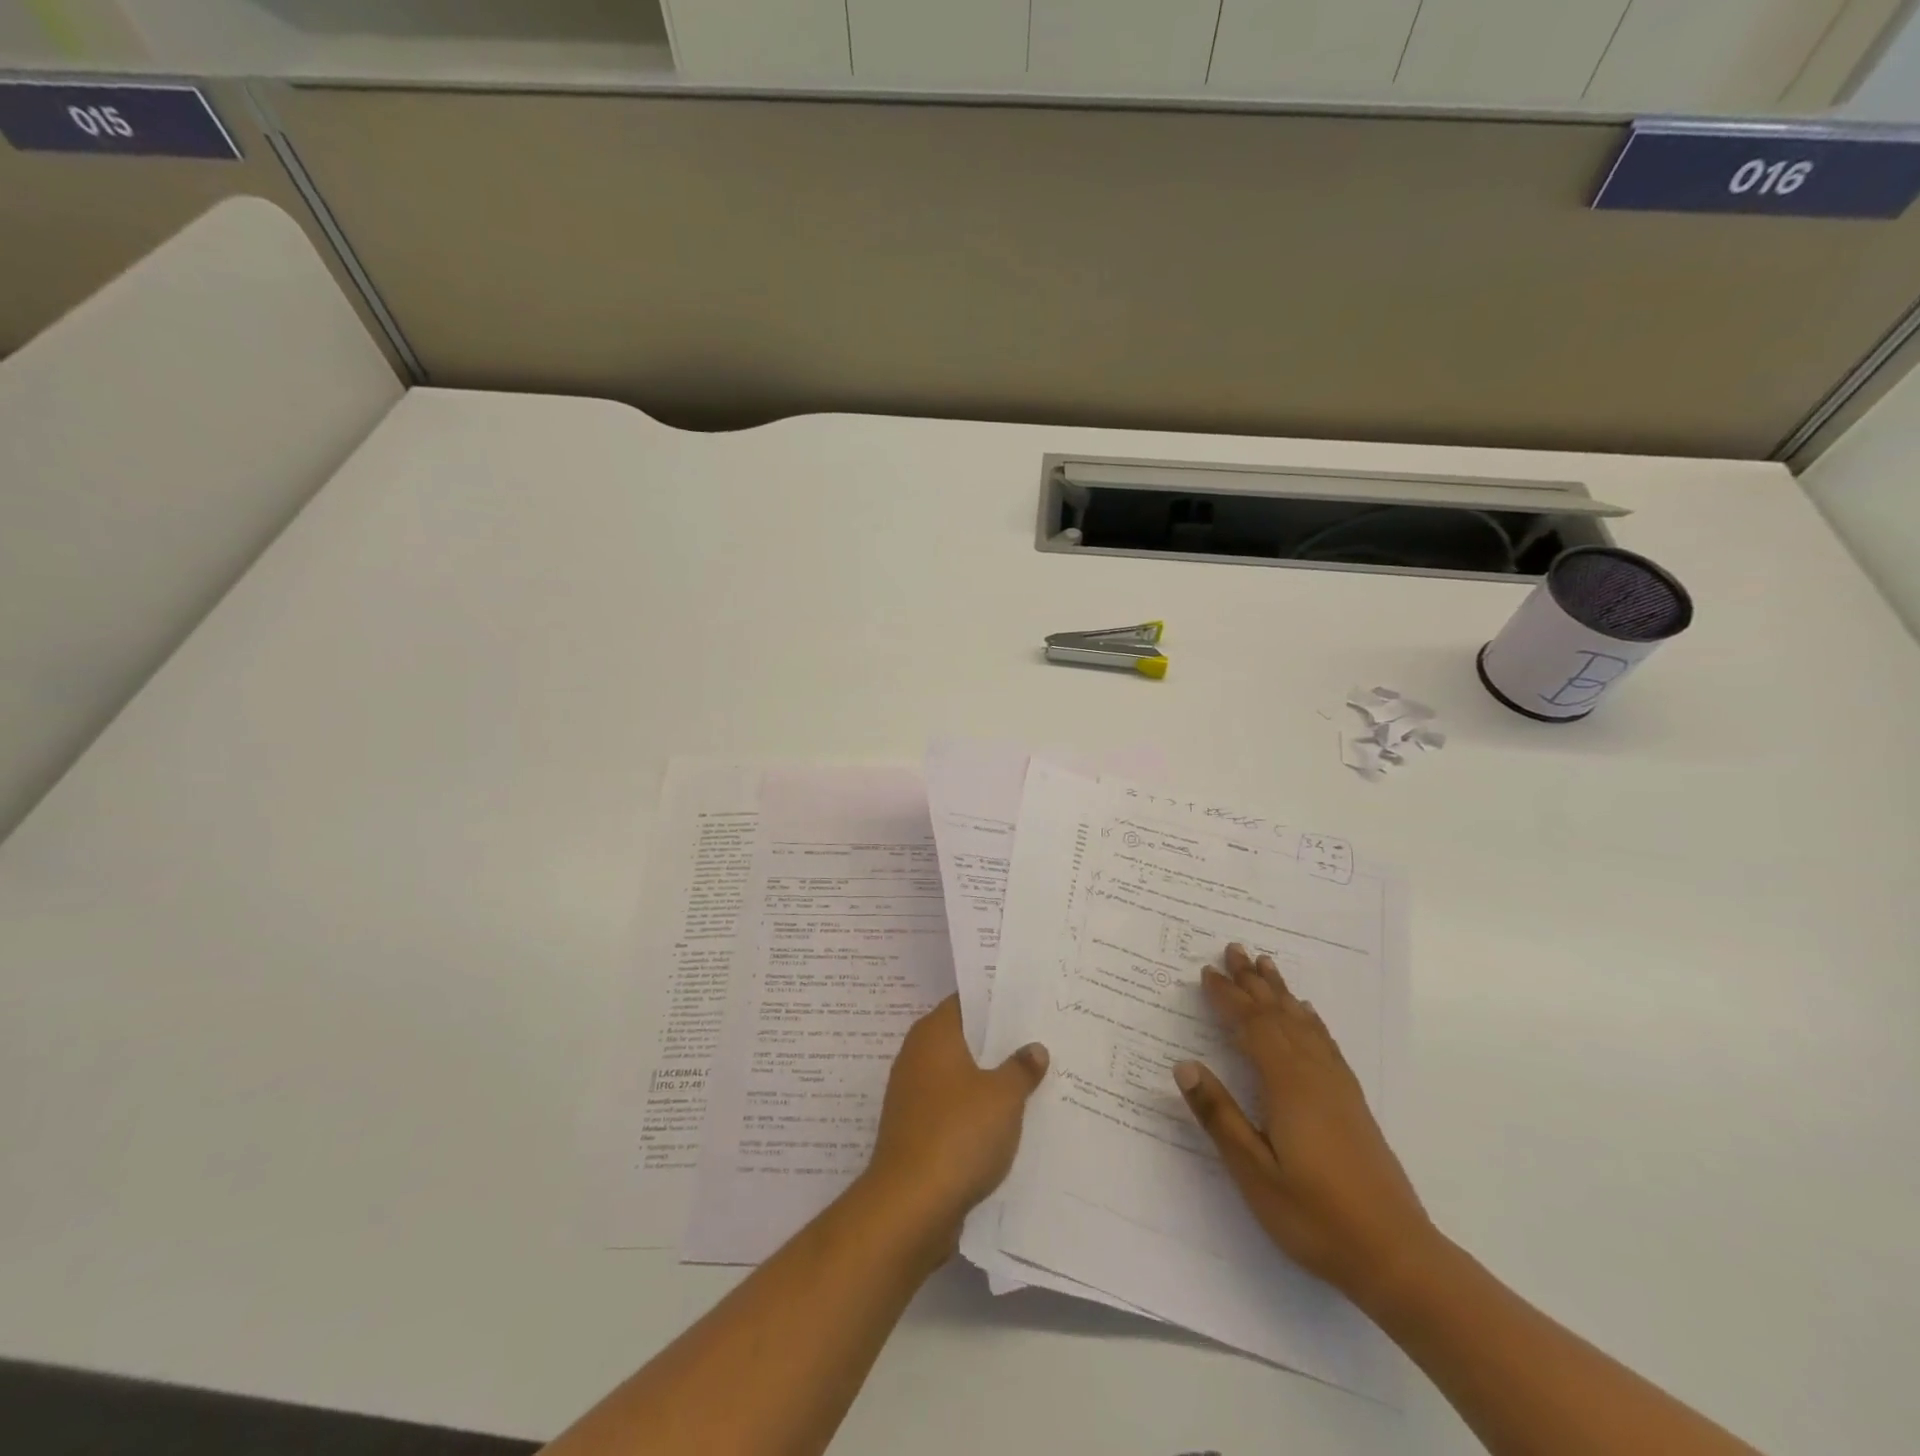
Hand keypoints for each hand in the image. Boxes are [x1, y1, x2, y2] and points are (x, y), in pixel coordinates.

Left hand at [863, 996, 1049, 1250]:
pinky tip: (1007, 1123)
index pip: (966, 1001)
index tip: (1027, 1002)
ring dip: (988, 1081)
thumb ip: (1021, 1068)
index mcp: (934, 1034)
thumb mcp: (1004, 1097)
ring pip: (959, 1077)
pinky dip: (976, 1112)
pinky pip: (953, 1109)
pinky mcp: (916, 1131)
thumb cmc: (958, 1134)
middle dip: (998, 1043)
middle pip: (963, 1039)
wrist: (910, 1206)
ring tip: (1032, 1081)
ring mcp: (913, 1095)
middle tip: (1039, 1040)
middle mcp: (917, 1056)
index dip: (996, 1000)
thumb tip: (1034, 1048)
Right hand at [1174, 944, 1434, 1306]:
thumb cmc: (1315, 1215)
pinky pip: (1325, 1043)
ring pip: (1303, 1023)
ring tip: (1266, 965)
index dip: (1228, 997)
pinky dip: (1310, 1019)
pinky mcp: (1352, 1103)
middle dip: (1253, 981)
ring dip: (1281, 992)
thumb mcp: (1254, 1172)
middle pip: (1278, 1014)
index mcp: (1286, 1085)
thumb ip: (1219, 1115)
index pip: (1251, 1026)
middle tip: (1233, 948)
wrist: (1397, 1255)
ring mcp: (1337, 1087)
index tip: (1206, 971)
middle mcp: (1313, 1074)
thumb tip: (1185, 1064)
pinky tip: (1307, 1015)